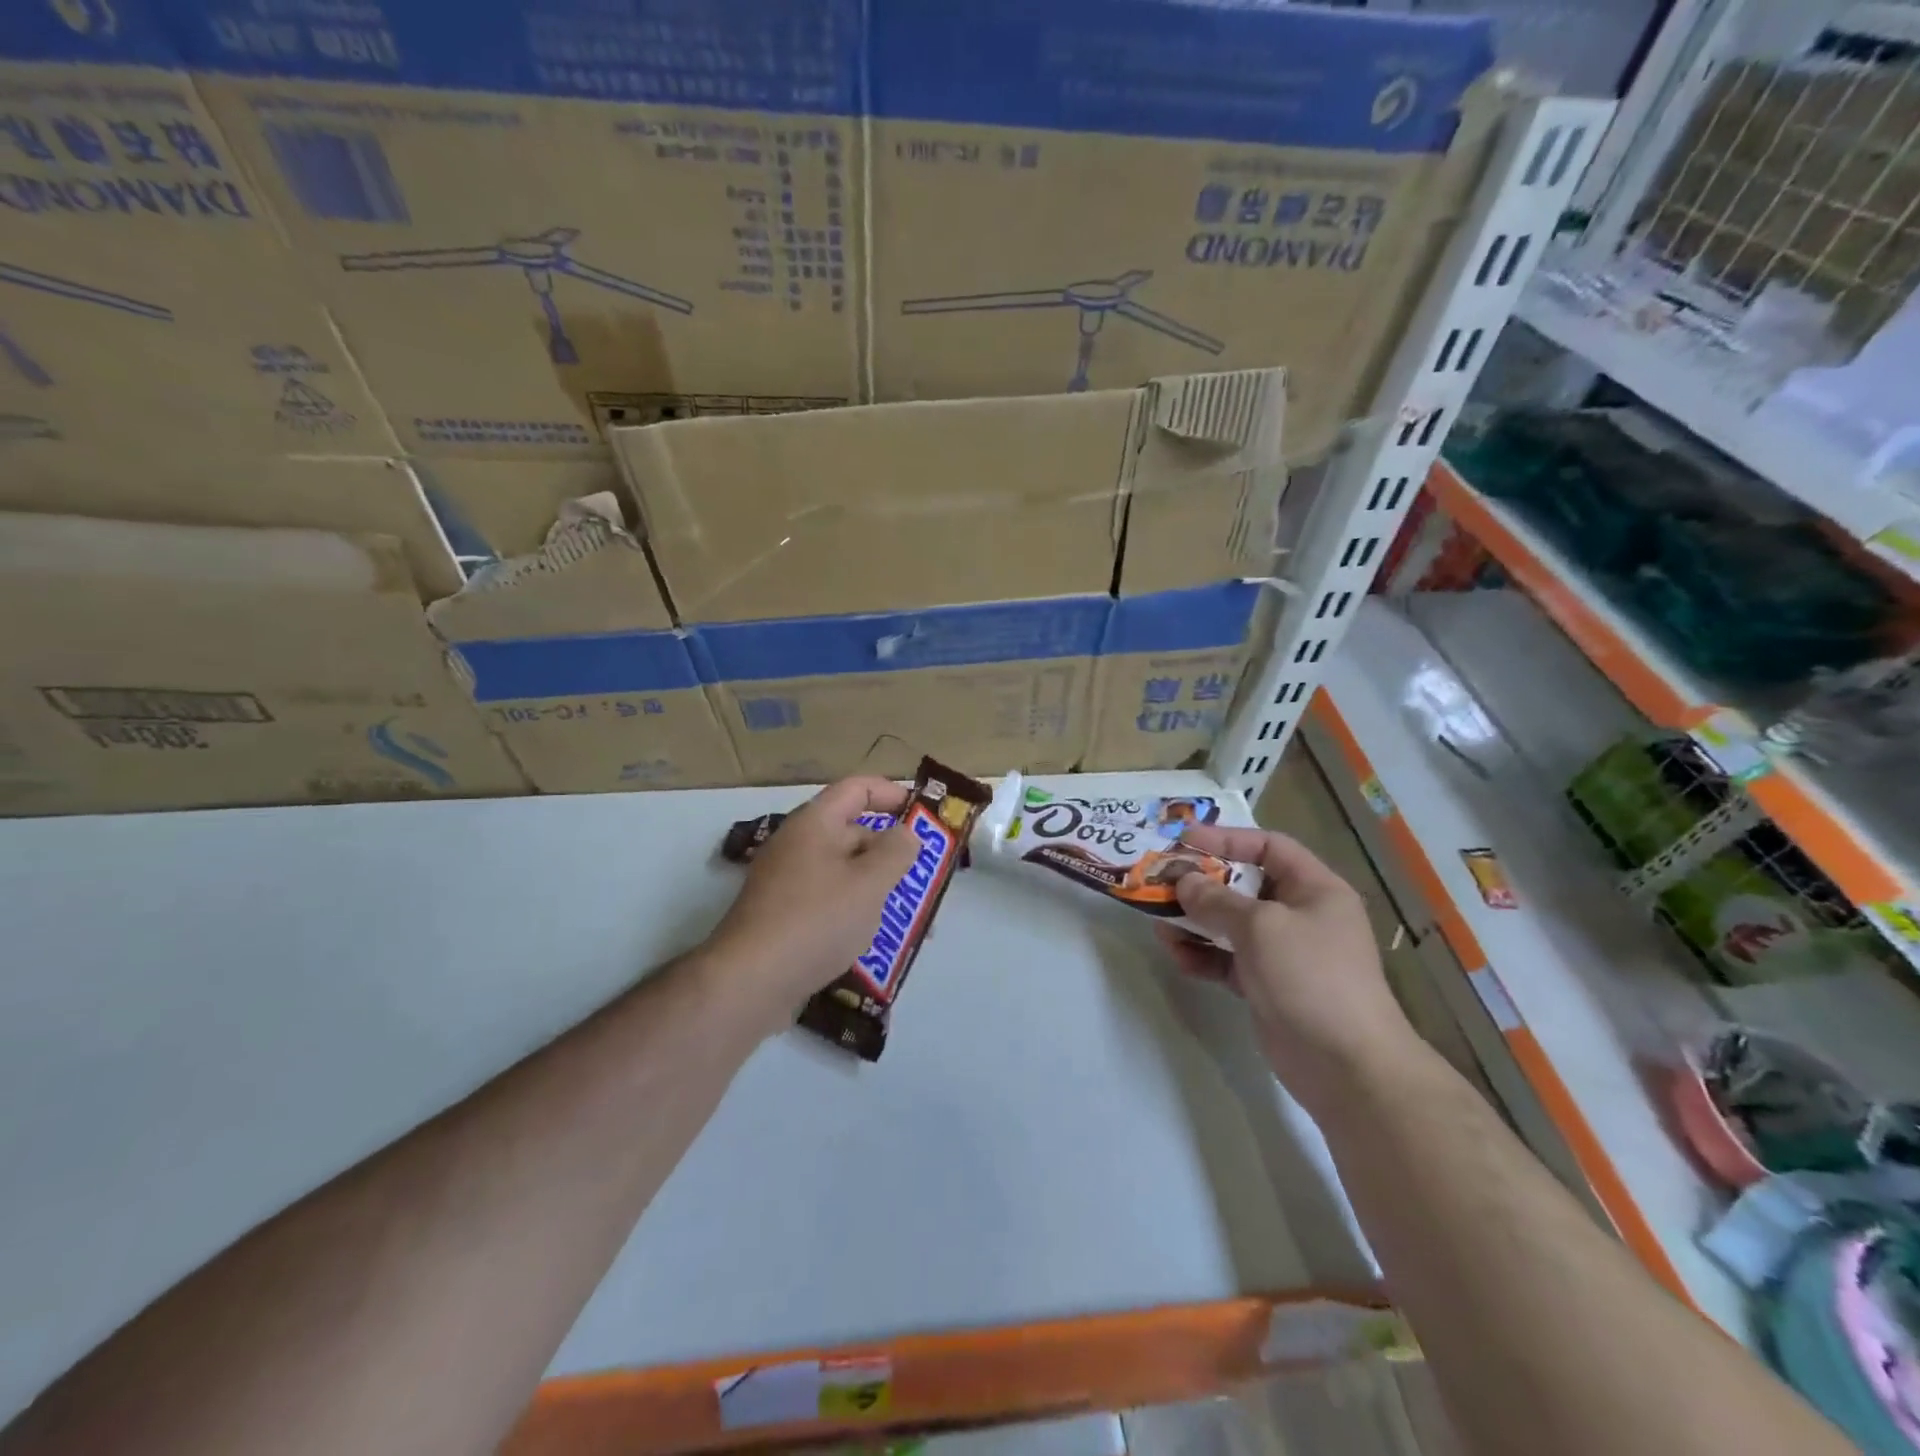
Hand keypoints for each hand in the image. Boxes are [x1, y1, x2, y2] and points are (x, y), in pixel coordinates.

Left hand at [705, 777, 925, 1031]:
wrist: (749, 983)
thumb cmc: (816, 920)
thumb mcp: (869, 883)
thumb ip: (896, 852)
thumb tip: (906, 833)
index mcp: (814, 824)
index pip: (857, 789)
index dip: (892, 793)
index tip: (924, 812)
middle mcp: (797, 845)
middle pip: (852, 833)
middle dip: (892, 852)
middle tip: (927, 876)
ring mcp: (787, 883)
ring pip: (844, 873)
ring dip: (878, 888)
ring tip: (913, 919)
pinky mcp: (783, 917)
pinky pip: (829, 902)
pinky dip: (856, 912)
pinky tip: (876, 940)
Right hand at [1155, 826, 1420, 1106]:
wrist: (1347, 1066)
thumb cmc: (1310, 976)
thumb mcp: (1260, 927)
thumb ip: (1216, 899)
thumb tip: (1184, 881)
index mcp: (1314, 889)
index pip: (1268, 847)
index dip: (1226, 838)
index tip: (1183, 840)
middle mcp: (1300, 915)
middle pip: (1243, 885)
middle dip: (1201, 883)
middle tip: (1162, 881)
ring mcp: (1283, 953)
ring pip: (1230, 924)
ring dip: (1194, 922)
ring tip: (1159, 923)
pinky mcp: (1267, 986)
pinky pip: (1227, 960)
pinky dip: (1202, 956)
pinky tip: (1177, 956)